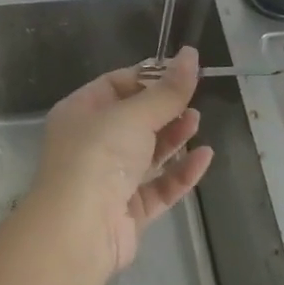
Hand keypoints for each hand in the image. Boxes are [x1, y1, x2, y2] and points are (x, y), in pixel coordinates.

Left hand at [32, 47, 211, 275]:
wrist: (79, 230)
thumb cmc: (98, 156)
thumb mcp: (133, 115)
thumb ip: (166, 91)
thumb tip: (191, 54)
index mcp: (80, 112)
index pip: (114, 85)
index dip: (147, 77)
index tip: (180, 72)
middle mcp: (91, 143)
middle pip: (133, 119)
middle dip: (163, 108)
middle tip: (193, 99)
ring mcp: (109, 179)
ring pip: (147, 153)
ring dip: (173, 137)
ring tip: (198, 121)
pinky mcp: (128, 211)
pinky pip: (159, 186)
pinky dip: (180, 172)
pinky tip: (204, 157)